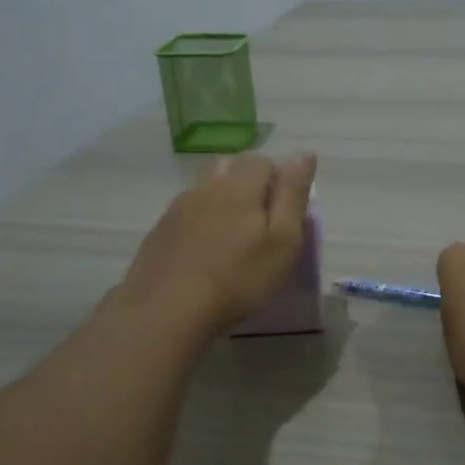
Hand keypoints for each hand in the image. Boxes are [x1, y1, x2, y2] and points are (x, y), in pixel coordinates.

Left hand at [113, 153, 317, 340]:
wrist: (168, 309)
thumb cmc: (239, 278)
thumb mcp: (283, 240)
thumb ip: (293, 195)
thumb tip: (304, 154)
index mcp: (240, 186)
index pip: (264, 162)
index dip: (279, 181)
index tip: (284, 213)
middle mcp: (206, 187)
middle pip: (231, 168)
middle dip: (249, 184)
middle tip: (260, 223)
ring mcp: (178, 208)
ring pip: (206, 189)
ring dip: (222, 200)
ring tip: (232, 235)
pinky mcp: (160, 230)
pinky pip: (186, 213)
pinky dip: (200, 221)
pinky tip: (203, 250)